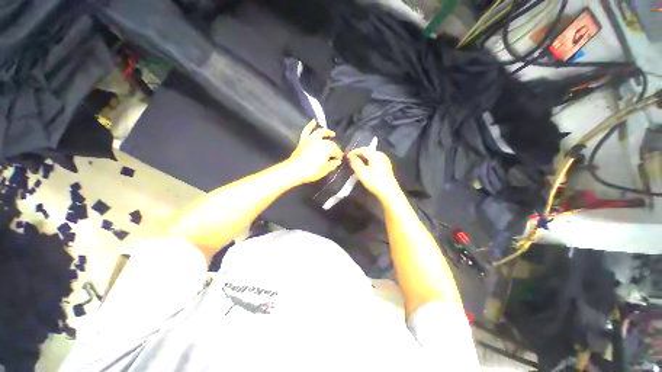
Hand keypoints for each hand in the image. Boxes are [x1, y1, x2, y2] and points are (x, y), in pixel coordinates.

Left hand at [285, 120, 342, 183]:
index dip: (339, 156)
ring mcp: (311, 139)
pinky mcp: (303, 140)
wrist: (294, 170)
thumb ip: (332, 165)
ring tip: (332, 133)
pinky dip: (310, 125)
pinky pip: (307, 131)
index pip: (336, 151)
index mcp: (327, 149)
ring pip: (321, 133)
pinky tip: (314, 121)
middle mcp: (320, 141)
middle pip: (330, 143)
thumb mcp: (324, 170)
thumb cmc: (311, 172)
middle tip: (336, 154)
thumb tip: (337, 161)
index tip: (339, 160)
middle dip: (335, 148)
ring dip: (327, 132)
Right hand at [347, 147, 401, 200]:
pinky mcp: (386, 166)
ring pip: (371, 156)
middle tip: (350, 161)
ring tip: (356, 165)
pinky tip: (364, 168)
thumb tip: (351, 156)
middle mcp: (381, 155)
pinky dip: (367, 162)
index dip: (353, 152)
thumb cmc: (374, 182)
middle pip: (367, 151)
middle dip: (358, 155)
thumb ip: (355, 162)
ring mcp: (385, 160)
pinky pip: (374, 160)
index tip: (347, 157)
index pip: (362, 149)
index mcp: (376, 154)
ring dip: (363, 159)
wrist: (389, 193)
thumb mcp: (361, 172)